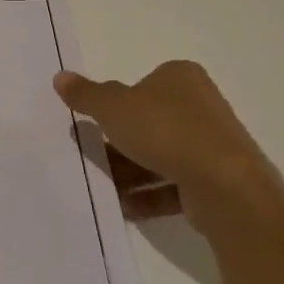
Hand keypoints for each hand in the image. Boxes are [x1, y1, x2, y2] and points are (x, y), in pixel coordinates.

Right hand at [54, 60, 279, 220]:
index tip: (97, 122)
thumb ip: (86, 95)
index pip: (143, 84)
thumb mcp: (113, 107)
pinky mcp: (216, 180)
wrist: (224, 185)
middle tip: (92, 155)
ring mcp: (211, 144)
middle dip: (119, 143)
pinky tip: (125, 207)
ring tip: (104, 187)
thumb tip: (60, 76)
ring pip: (160, 155)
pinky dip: (149, 195)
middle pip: (149, 122)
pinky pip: (174, 184)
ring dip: (130, 173)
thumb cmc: (165, 131)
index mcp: (181, 78)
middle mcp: (200, 106)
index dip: (117, 103)